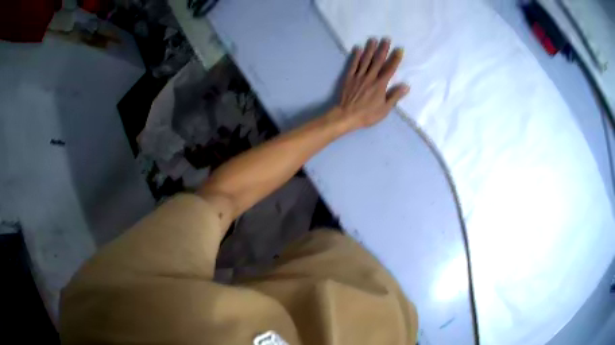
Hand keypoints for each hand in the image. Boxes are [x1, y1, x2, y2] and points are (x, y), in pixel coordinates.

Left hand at [330, 38, 409, 130]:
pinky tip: (358, 48)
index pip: (390, 69)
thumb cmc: (367, 114)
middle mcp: (370, 77)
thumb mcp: (385, 109)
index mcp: (380, 85)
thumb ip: (395, 96)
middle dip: (383, 49)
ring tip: (373, 39)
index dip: (395, 59)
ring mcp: (359, 76)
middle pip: (378, 61)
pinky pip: (353, 64)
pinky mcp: (349, 77)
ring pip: (365, 60)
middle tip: (386, 39)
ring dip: (370, 49)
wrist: (346, 115)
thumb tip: (406, 86)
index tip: (399, 49)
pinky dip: (356, 56)